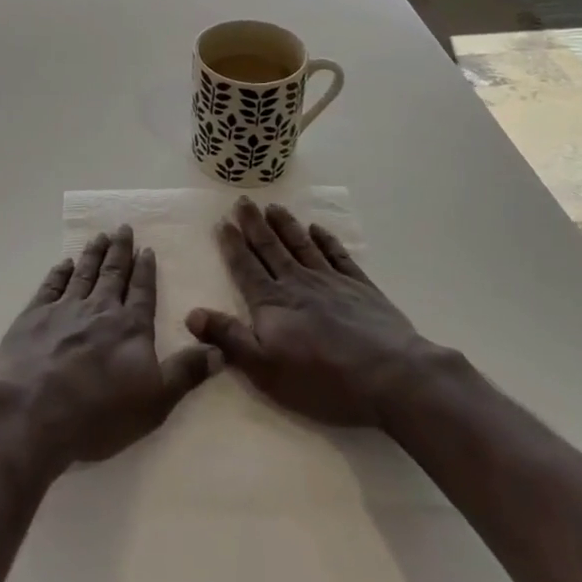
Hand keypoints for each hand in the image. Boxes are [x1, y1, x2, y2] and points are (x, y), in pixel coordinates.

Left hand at [0, 226, 218, 475]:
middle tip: (123, 227)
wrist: (33, 412)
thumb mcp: (155, 401)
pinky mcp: (34, 316)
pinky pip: (50, 285)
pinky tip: (64, 263)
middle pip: (113, 273)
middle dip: (120, 250)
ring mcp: (64, 309)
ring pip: (83, 273)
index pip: (142, 291)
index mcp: (130, 326)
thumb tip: (221, 350)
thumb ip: (187, 373)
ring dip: (93, 254)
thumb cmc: (99, 412)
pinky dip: (59, 272)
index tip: (147, 248)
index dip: (146, 270)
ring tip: (99, 236)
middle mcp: (99, 308)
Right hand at [186, 198, 434, 428]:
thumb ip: (229, 339)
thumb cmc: (323, 380)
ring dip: (285, 225)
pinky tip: (318, 229)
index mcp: (272, 303)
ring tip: (273, 207)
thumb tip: (192, 314)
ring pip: (301, 244)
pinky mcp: (360, 287)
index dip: (232, 245)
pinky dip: (326, 240)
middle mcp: (297, 283)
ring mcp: (331, 281)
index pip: (246, 267)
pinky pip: (338, 255)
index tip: (222, 221)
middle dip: (254, 224)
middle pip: (271, 248)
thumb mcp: (265, 370)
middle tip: (243, 200)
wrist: (390, 376)